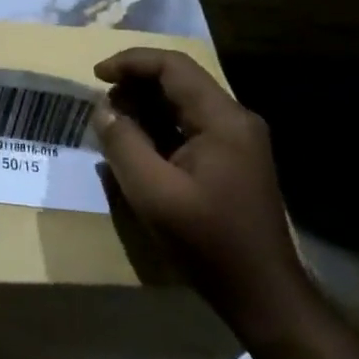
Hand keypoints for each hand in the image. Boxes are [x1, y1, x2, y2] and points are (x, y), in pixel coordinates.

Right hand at [91, 48, 306, 319]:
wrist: (263, 295)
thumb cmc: (208, 241)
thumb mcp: (153, 192)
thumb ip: (123, 143)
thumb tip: (104, 110)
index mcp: (223, 119)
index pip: (173, 66)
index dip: (131, 62)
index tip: (96, 75)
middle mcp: (235, 120)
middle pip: (178, 81)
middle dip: (135, 85)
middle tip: (102, 107)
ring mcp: (237, 140)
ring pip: (182, 103)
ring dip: (145, 107)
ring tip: (114, 126)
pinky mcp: (232, 160)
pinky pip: (189, 127)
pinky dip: (159, 127)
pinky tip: (137, 147)